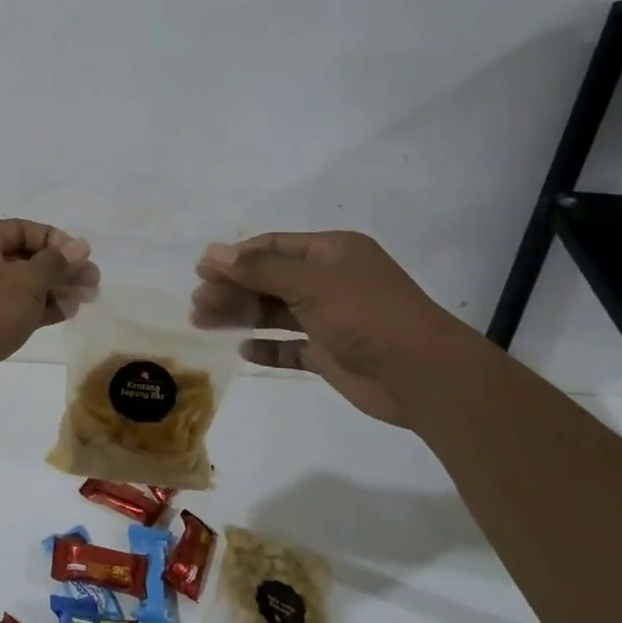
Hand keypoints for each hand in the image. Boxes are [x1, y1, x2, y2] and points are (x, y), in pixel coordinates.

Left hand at [0, 220, 98, 375]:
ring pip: (18, 284)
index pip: (23, 229)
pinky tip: (65, 313)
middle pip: (22, 257)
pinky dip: (35, 308)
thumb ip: (56, 263)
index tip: (85, 259)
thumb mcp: (26, 283)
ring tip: (86, 300)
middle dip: (59, 269)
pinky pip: (8, 306)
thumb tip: (81, 246)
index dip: (57, 242)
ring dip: (52, 290)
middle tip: (93, 283)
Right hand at [192, 231, 488, 426]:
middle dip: (232, 288)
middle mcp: (330, 280)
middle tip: (197, 303)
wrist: (424, 376)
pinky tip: (243, 350)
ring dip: (241, 314)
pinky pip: (290, 346)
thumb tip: (211, 253)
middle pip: (269, 279)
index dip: (236, 257)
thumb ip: (258, 270)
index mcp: (332, 252)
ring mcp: (330, 318)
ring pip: (274, 311)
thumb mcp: (309, 284)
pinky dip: (267, 346)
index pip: (272, 246)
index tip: (201, 271)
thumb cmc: (367, 315)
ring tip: (203, 322)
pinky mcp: (330, 353)